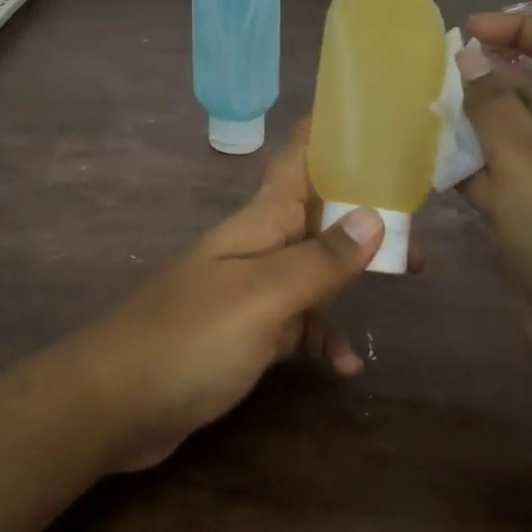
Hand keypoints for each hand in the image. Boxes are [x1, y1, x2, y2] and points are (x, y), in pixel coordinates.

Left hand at [77, 123, 385, 470]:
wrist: (114, 405)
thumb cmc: (188, 339)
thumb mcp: (261, 298)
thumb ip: (318, 260)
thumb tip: (373, 217)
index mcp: (258, 223)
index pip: (297, 159)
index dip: (332, 137)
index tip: (379, 126)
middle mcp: (256, 248)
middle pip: (317, 216)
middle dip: (365, 216)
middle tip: (417, 232)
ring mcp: (249, 293)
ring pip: (312, 270)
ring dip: (352, 277)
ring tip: (404, 284)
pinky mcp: (244, 336)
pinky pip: (296, 325)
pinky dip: (322, 337)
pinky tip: (344, 365)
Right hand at [456, 14, 531, 394]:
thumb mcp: (524, 155)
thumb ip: (490, 102)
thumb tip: (469, 58)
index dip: (521, 30)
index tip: (468, 31)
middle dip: (483, 81)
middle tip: (426, 77)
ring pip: (513, 136)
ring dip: (470, 127)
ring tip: (416, 115)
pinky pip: (504, 179)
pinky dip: (471, 170)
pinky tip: (427, 165)